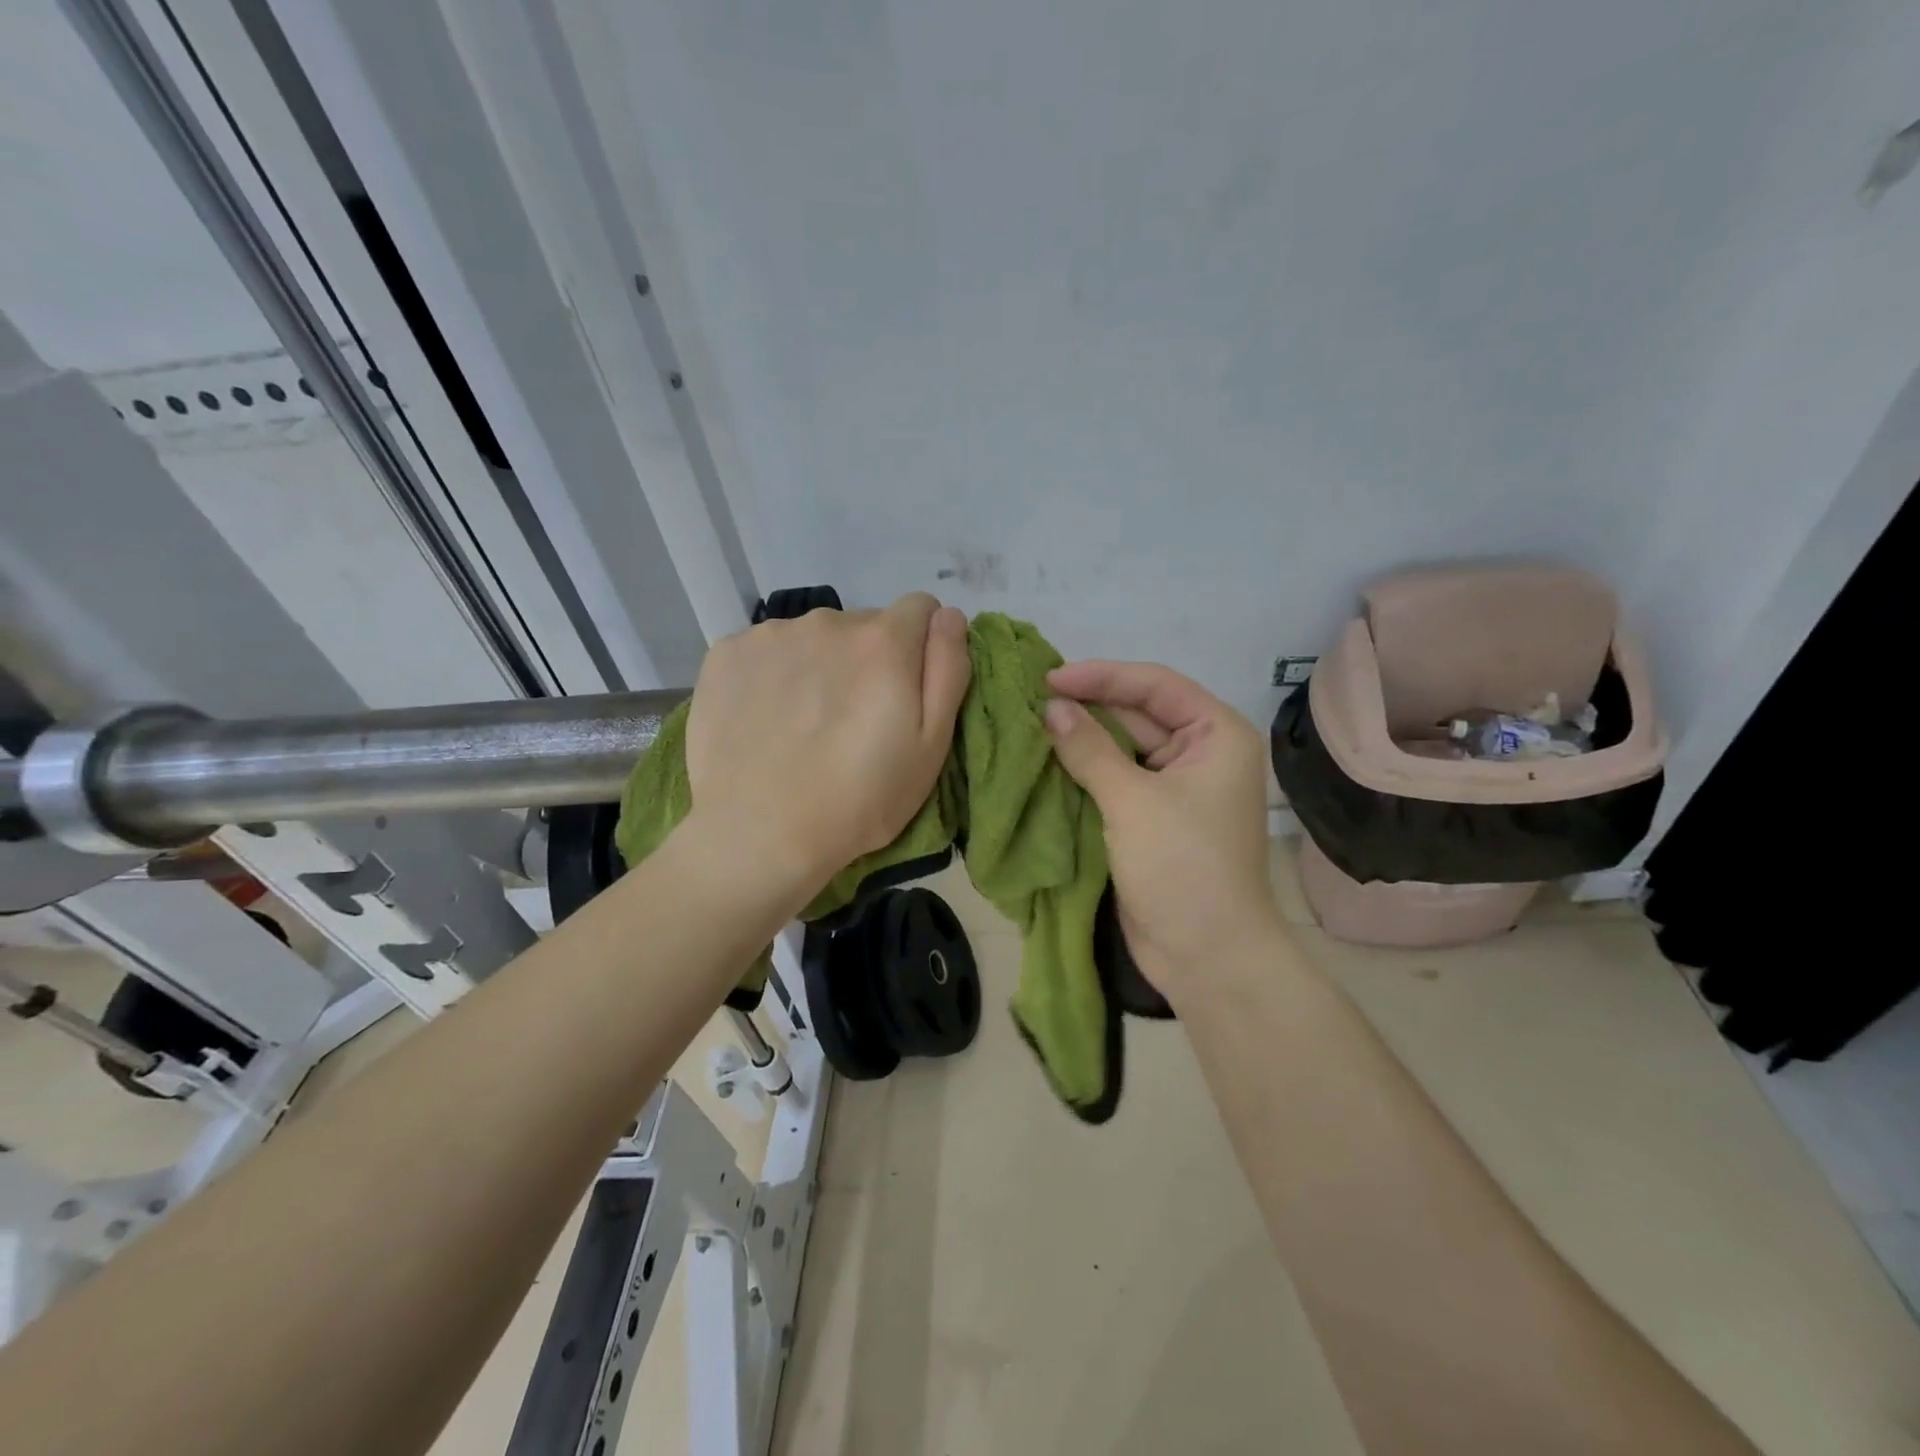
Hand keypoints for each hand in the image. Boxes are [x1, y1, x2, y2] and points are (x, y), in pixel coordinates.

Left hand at [683, 593, 970, 906]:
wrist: (759, 834)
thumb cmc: (859, 800)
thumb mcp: (931, 747)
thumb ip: (948, 669)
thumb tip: (950, 615)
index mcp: (883, 640)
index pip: (920, 609)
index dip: (920, 647)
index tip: (906, 691)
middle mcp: (827, 621)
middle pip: (864, 625)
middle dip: (868, 659)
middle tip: (853, 720)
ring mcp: (771, 634)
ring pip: (814, 637)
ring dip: (819, 664)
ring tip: (805, 723)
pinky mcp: (727, 653)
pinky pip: (767, 649)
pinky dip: (774, 673)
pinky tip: (766, 718)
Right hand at [1044, 661, 1279, 1006]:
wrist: (1206, 956)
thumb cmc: (1182, 866)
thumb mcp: (1132, 800)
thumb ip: (1090, 748)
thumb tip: (1050, 706)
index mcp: (1216, 734)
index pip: (1154, 685)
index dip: (1101, 676)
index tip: (1049, 679)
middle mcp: (1200, 752)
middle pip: (1137, 713)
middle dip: (1087, 707)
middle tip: (1030, 700)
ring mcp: (1174, 786)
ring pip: (1121, 748)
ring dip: (1080, 739)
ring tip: (1029, 724)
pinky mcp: (1150, 816)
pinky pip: (1114, 779)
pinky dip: (1083, 771)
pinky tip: (1044, 760)